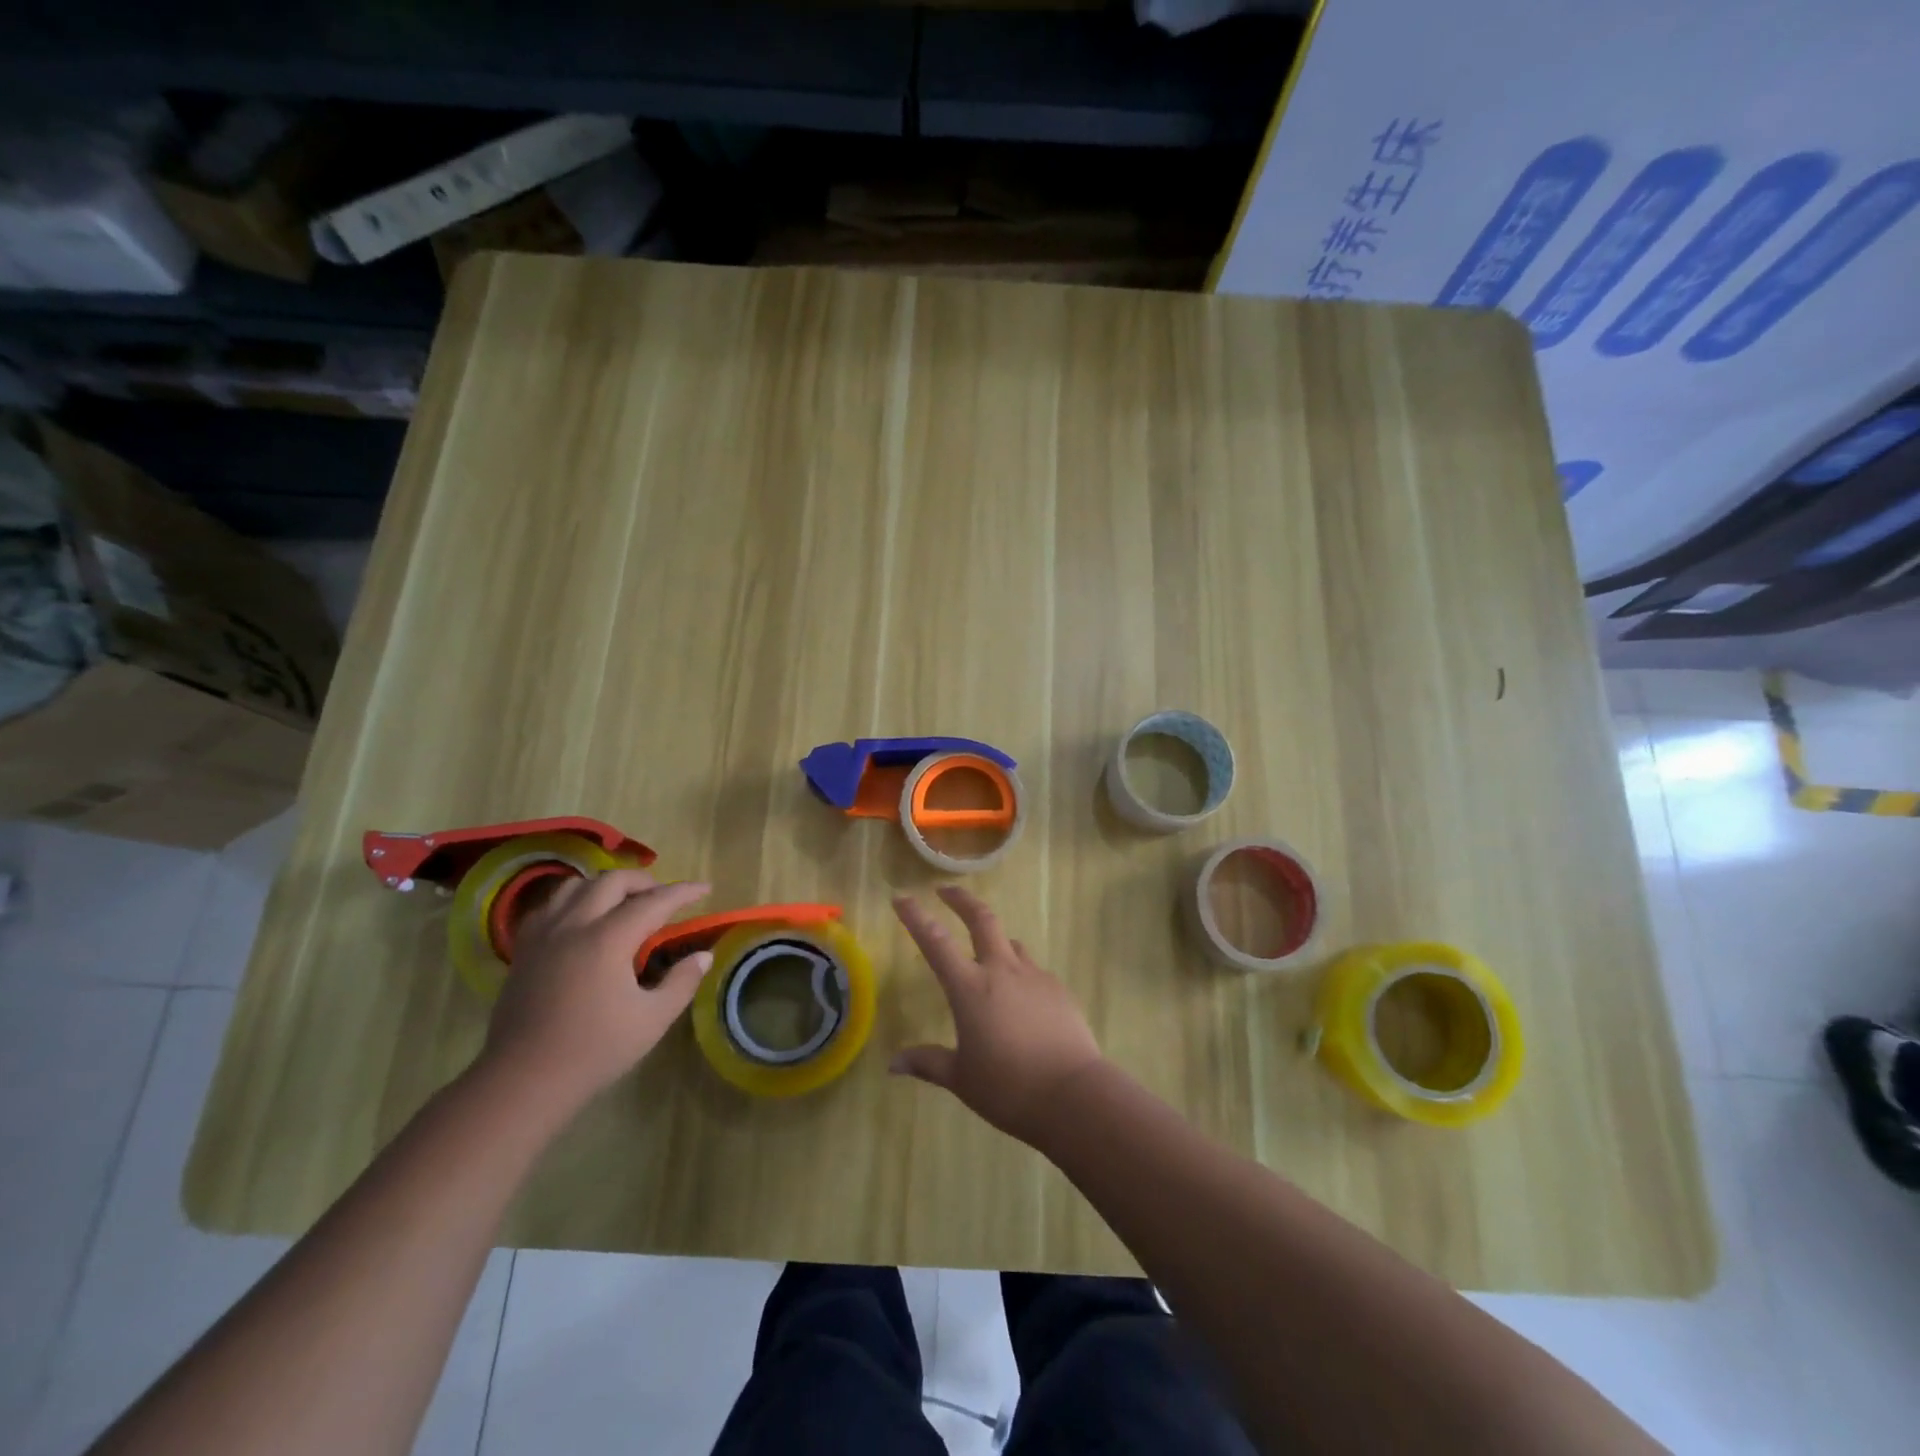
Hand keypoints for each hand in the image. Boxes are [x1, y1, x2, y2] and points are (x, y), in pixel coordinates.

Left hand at [479, 869, 711, 1111]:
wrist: (523, 1081)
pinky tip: (582, 917)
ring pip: (576, 885)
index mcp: (608, 939)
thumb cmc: (594, 1051)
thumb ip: (682, 982)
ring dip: (606, 885)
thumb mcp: (652, 1020)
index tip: (705, 888)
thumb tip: (703, 956)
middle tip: (664, 896)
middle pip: (612, 881)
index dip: (683, 892)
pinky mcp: (523, 950)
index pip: (654, 901)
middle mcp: (574, 925)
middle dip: (644, 881)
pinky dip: (573, 900)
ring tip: (624, 902)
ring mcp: (543, 935)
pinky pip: (549, 906)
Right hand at [890, 886, 1103, 1142]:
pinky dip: (1020, 975)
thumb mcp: (961, 1079)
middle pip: (982, 919)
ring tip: (987, 955)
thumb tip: (894, 1064)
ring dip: (995, 941)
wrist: (1073, 1093)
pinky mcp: (1059, 989)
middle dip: (961, 900)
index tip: (902, 898)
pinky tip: (1021, 1001)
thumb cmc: (1008, 1087)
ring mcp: (1034, 976)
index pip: (935, 942)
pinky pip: (1033, 972)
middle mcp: (1001, 971)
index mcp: (970, 988)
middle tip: (946, 891)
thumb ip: (928, 1063)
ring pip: (1011, 944)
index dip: (916, 917)